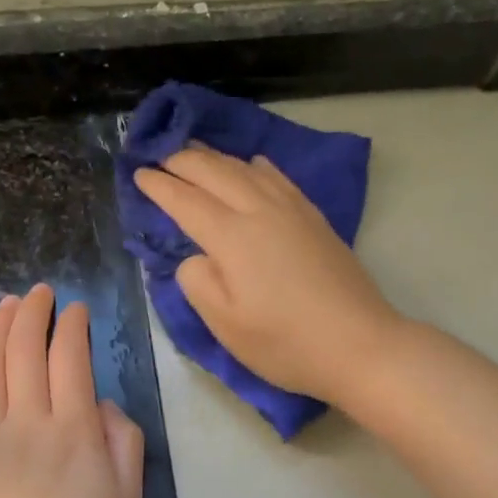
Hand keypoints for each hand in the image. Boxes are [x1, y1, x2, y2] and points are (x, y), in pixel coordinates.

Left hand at [0, 285, 144, 497]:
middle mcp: (27, 422)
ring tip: (3, 305)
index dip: (72, 326)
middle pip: (25, 352)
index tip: (76, 309)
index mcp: (72, 430)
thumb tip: (100, 404)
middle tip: (39, 293)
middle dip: (32, 314)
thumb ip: (122, 443)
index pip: (71, 359)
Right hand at [133, 146, 401, 403]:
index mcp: (232, 237)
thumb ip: (198, 283)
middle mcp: (260, 211)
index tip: (138, 174)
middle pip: (215, 172)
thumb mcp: (226, 325)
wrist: (360, 345)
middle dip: (182, 160)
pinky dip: (255, 165)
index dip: (159, 186)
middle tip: (159, 156)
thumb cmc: (286, 343)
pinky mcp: (315, 218)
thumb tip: (196, 256)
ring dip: (216, 157)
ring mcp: (293, 210)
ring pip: (246, 168)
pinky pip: (278, 177)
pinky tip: (253, 165)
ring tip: (196, 153)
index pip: (186, 200)